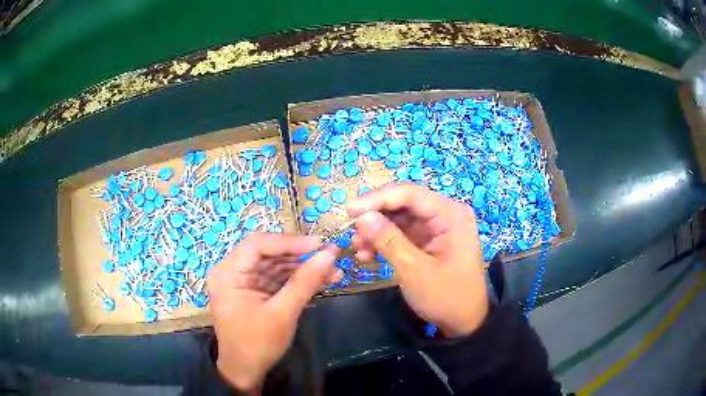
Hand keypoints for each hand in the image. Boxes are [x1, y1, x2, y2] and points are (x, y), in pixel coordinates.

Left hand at [207, 233, 339, 391]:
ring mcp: (245, 281)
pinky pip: (278, 279)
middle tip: (331, 254)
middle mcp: (233, 271)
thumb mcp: (282, 313)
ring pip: (277, 265)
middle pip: (268, 253)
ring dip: (304, 268)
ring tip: (334, 269)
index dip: (289, 241)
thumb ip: (305, 282)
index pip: (257, 244)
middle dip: (301, 255)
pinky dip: (299, 280)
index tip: (319, 244)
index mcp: (228, 273)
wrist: (246, 371)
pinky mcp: (256, 291)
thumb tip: (329, 254)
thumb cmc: (257, 344)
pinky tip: (323, 280)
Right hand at [347, 183, 488, 337]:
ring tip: (357, 248)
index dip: (377, 198)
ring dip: (377, 231)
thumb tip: (362, 217)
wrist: (463, 322)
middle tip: (350, 230)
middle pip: (404, 204)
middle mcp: (446, 214)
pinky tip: (368, 254)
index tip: (349, 210)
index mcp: (451, 215)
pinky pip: (403, 233)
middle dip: (376, 217)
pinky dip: (385, 241)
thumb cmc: (445, 297)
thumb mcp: (414, 270)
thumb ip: (388, 240)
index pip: (410, 194)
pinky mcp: (430, 240)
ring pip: (400, 219)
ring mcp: (438, 227)